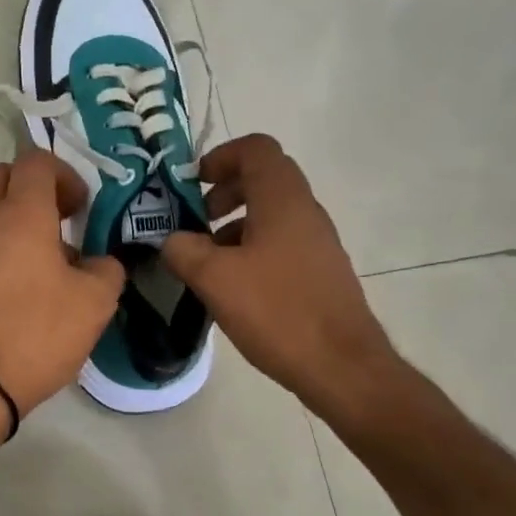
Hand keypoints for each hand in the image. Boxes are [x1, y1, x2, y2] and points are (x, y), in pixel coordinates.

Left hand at [0, 148, 125, 422]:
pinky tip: (32, 291)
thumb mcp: (95, 302)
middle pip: (4, 177)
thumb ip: (106, 270)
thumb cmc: (38, 331)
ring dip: (23, 222)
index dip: (65, 174)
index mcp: (21, 215)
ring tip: (55, 264)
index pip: (35, 161)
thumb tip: (99, 263)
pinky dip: (8, 251)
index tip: (82, 208)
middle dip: (37, 187)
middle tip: (65, 219)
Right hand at [161, 134, 399, 410]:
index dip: (220, 156)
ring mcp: (317, 242)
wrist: (342, 367)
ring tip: (207, 260)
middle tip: (195, 220)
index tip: (193, 184)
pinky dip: (251, 249)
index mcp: (282, 200)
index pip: (256, 148)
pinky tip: (233, 287)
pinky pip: (280, 242)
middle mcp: (305, 211)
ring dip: (234, 224)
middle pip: (263, 178)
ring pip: (270, 213)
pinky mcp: (320, 271)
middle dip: (223, 191)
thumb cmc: (277, 311)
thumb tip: (172, 240)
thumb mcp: (215, 278)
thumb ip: (183, 250)